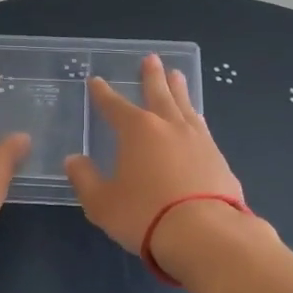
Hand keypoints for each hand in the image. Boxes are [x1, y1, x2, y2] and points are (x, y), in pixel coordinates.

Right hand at [63, 56, 244, 255]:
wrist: (206, 233)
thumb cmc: (145, 214)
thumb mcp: (102, 202)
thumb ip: (85, 179)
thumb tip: (74, 160)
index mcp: (137, 131)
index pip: (114, 106)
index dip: (103, 94)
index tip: (96, 81)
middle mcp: (168, 126)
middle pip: (158, 94)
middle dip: (151, 77)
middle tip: (151, 59)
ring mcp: (198, 140)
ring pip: (185, 106)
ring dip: (178, 90)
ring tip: (177, 75)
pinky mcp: (218, 159)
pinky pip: (201, 127)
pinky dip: (194, 117)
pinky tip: (196, 119)